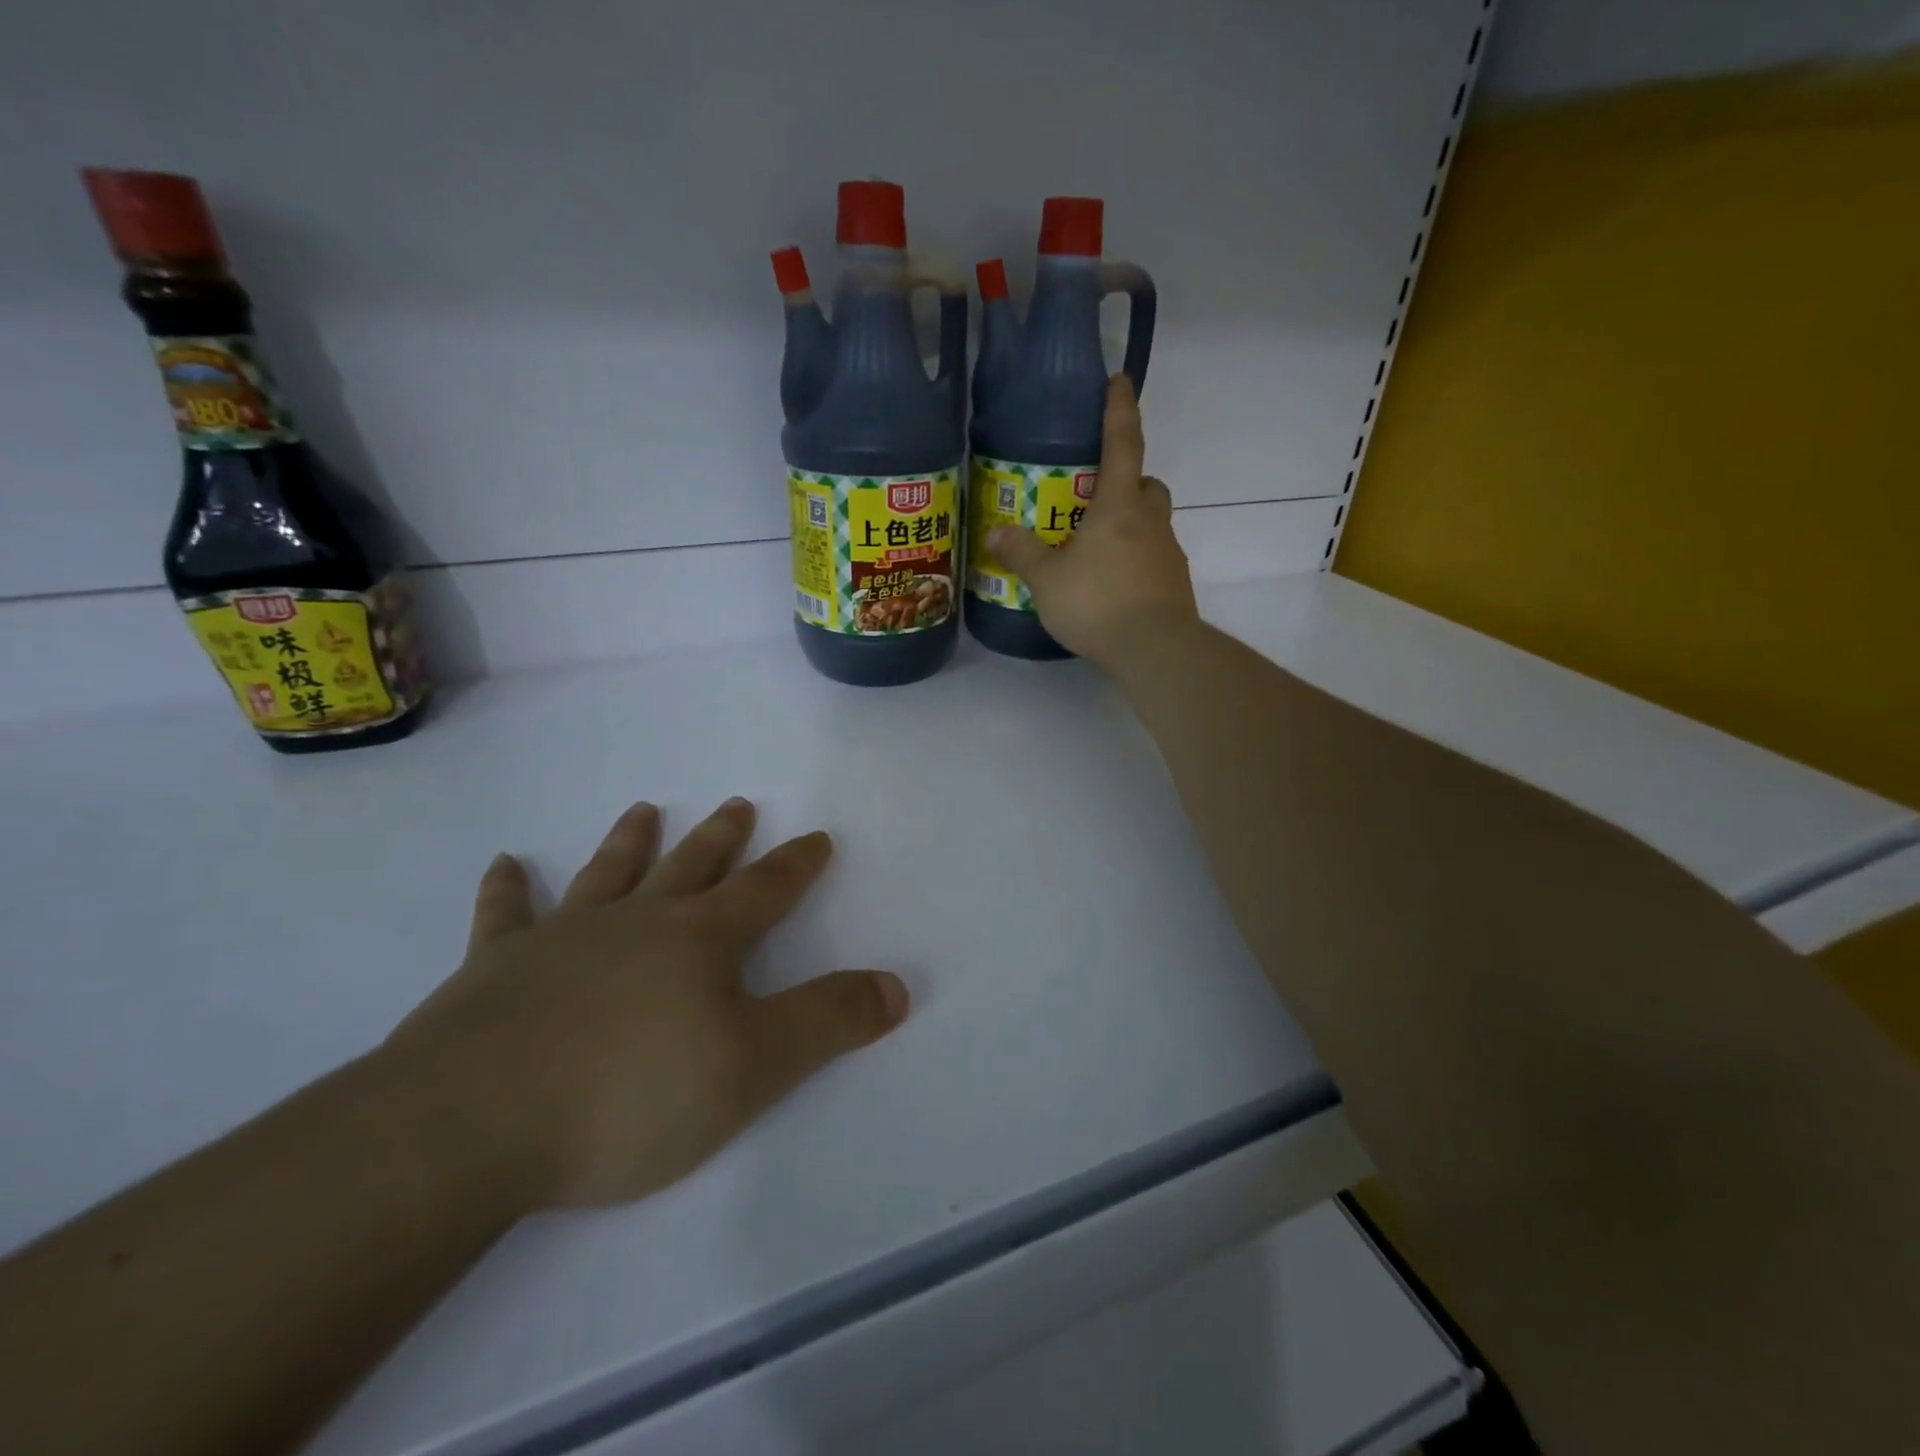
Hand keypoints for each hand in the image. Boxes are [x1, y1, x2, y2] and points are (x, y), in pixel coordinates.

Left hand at [382, 798, 908, 1209]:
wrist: (472, 1126)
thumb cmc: (629, 1095)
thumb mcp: (753, 1067)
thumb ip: (828, 1022)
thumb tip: (897, 987)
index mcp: (699, 940)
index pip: (764, 890)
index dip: (795, 864)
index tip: (816, 837)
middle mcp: (636, 923)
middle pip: (690, 866)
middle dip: (720, 837)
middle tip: (736, 804)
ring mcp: (562, 939)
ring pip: (607, 874)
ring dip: (630, 842)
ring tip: (644, 809)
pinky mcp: (493, 969)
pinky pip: (504, 916)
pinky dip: (508, 890)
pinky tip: (506, 866)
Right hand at [987, 374, 1198, 667]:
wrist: (1155, 649)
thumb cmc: (1098, 602)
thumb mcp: (1047, 580)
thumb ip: (1022, 553)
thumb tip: (996, 532)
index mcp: (1119, 506)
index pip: (1123, 444)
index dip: (1120, 410)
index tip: (1120, 380)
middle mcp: (1150, 521)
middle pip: (1147, 485)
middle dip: (1129, 481)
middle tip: (1098, 497)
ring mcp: (1168, 553)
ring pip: (1154, 523)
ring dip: (1132, 523)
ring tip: (1097, 549)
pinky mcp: (1174, 584)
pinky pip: (1155, 557)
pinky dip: (1136, 559)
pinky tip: (1113, 584)